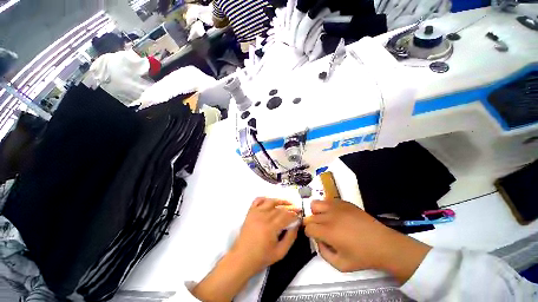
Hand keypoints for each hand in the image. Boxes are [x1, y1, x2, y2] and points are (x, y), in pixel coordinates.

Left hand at [232, 197, 300, 272]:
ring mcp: (256, 213)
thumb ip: (290, 238)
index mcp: (271, 227)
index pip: (286, 216)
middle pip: (279, 208)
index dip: (294, 214)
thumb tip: (296, 225)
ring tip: (287, 202)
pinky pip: (258, 200)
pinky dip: (265, 198)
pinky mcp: (250, 212)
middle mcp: (263, 217)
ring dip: (280, 201)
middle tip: (297, 209)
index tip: (300, 214)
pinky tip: (271, 201)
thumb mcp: (280, 252)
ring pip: (270, 201)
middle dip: (290, 208)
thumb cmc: (261, 257)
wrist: (242, 258)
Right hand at [303, 199, 430, 282]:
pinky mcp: (344, 202)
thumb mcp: (341, 265)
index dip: (309, 233)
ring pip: (316, 204)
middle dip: (313, 224)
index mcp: (328, 232)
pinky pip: (328, 201)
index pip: (308, 227)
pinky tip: (336, 215)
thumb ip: (324, 254)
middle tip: (322, 231)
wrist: (383, 244)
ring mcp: (337, 207)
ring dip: (316, 212)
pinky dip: (327, 208)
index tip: (316, 237)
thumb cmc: (363, 256)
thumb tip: (318, 241)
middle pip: (311, 216)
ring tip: (325, 219)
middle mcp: (330, 216)